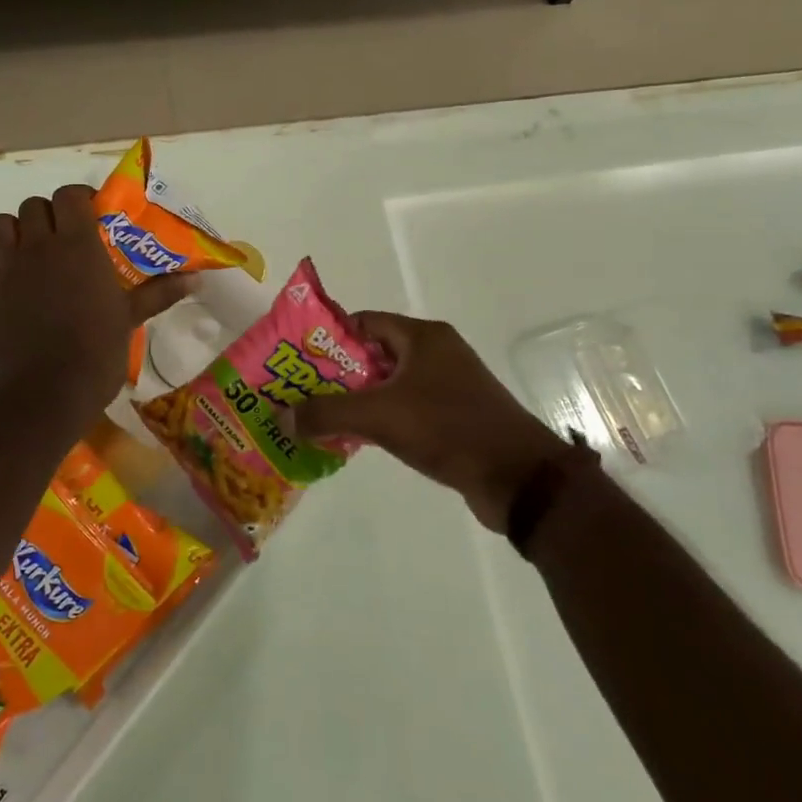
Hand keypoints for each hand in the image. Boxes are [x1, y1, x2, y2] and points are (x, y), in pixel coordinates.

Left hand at [0, 185, 190, 426]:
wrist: (44, 394)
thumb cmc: (95, 353)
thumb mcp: (130, 319)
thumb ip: (159, 293)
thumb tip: (197, 279)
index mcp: (78, 245)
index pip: (70, 195)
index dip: (79, 199)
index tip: (92, 217)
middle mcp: (39, 246)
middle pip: (33, 205)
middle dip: (48, 215)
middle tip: (64, 238)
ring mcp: (8, 268)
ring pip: (1, 225)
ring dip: (16, 232)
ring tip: (33, 254)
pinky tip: (11, 284)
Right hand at [291, 312, 578, 532]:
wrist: (520, 479)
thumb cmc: (448, 429)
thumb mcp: (379, 416)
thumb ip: (327, 413)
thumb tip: (282, 414)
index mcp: (422, 337)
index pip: (363, 322)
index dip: (328, 338)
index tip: (299, 360)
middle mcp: (437, 353)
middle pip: (373, 353)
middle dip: (337, 373)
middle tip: (302, 392)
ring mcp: (449, 385)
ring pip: (389, 383)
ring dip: (358, 399)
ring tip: (321, 417)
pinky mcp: (455, 416)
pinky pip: (407, 407)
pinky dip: (382, 418)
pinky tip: (358, 438)